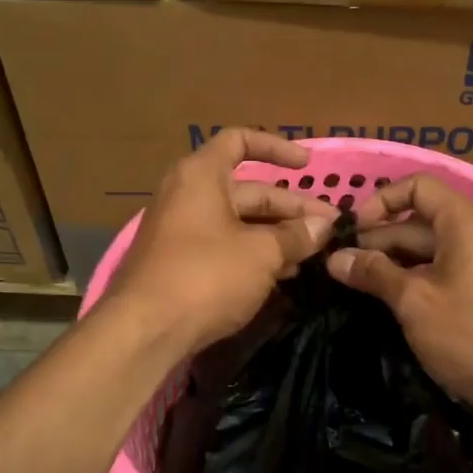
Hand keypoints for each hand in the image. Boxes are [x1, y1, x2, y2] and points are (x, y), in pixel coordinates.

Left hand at [109, 129, 336, 353]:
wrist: (144, 331)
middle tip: (328, 229)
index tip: (307, 166)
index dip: (276, 148)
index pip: (240, 141)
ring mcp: (181, 232)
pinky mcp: (179, 265)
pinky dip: (254, 255)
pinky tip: (283, 275)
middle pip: (248, 190)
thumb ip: (296, 236)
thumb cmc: (206, 276)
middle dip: (290, 208)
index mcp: (201, 176)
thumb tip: (324, 226)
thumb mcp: (262, 253)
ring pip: (239, 223)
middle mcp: (187, 196)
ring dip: (276, 236)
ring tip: (312, 255)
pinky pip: (224, 248)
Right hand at [326, 173, 472, 411]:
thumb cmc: (470, 334)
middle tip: (341, 266)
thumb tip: (334, 259)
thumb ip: (374, 273)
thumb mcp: (414, 301)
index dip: (381, 201)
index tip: (353, 232)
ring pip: (428, 250)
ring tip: (355, 284)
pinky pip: (441, 271)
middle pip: (419, 220)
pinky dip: (413, 279)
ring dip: (392, 262)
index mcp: (465, 222)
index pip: (418, 186)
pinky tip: (387, 300)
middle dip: (379, 239)